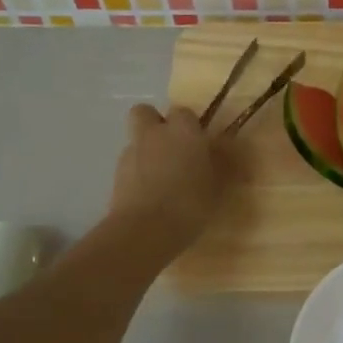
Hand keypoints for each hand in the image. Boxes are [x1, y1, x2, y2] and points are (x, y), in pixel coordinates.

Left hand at [110, 104, 229, 256]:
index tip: (199, 144)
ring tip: (162, 179)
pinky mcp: (115, 175)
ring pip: (136, 140)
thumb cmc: (191, 203)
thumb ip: (222, 163)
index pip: (183, 112)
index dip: (190, 126)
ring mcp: (130, 153)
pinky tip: (150, 196)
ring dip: (146, 151)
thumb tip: (226, 149)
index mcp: (183, 131)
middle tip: (172, 148)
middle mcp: (153, 134)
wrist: (146, 230)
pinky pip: (129, 165)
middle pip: (145, 112)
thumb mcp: (219, 186)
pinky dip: (137, 174)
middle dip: (155, 125)